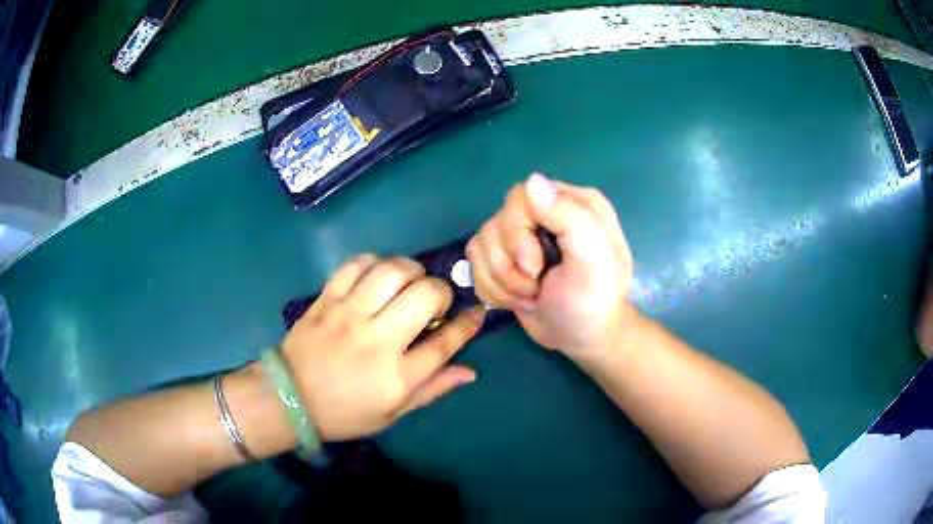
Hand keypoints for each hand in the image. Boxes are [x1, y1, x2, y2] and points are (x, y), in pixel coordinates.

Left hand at [280, 256, 483, 440]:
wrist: (289, 399)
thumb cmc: (345, 413)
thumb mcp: (393, 413)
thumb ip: (433, 389)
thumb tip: (470, 371)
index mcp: (397, 377)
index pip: (446, 342)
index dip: (468, 323)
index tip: (477, 312)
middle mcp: (377, 340)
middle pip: (425, 296)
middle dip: (442, 292)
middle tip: (436, 301)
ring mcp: (349, 315)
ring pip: (392, 272)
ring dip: (412, 270)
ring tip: (410, 282)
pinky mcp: (326, 299)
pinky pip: (356, 265)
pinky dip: (375, 263)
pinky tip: (378, 276)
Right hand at [466, 174, 633, 354]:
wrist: (584, 339)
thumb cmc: (593, 301)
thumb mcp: (593, 260)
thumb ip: (569, 217)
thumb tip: (532, 181)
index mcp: (572, 203)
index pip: (520, 198)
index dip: (517, 235)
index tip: (536, 268)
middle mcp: (545, 212)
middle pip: (496, 223)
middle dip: (509, 266)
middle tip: (536, 288)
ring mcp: (522, 235)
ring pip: (480, 245)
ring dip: (502, 282)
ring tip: (531, 296)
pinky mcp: (505, 258)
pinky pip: (474, 263)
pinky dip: (492, 289)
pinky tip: (518, 300)